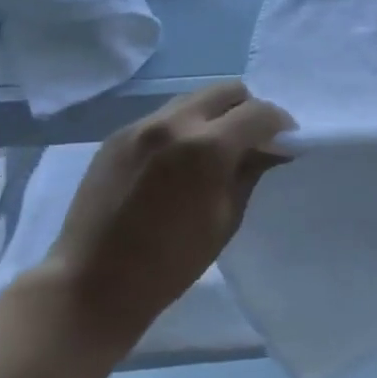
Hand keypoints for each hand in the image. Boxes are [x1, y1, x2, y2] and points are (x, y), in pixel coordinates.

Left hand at [38, 82, 294, 345]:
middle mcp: (174, 123)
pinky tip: (179, 161)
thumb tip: (271, 150)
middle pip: (229, 91)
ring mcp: (140, 126)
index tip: (285, 143)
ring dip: (215, 115)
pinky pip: (164, 117)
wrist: (91, 285)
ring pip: (194, 99)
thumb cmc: (170, 263)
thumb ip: (251, 172)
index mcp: (207, 147)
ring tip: (215, 149)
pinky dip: (184, 128)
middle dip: (249, 110)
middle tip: (252, 141)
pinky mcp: (117, 136)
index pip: (260, 113)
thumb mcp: (227, 218)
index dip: (281, 125)